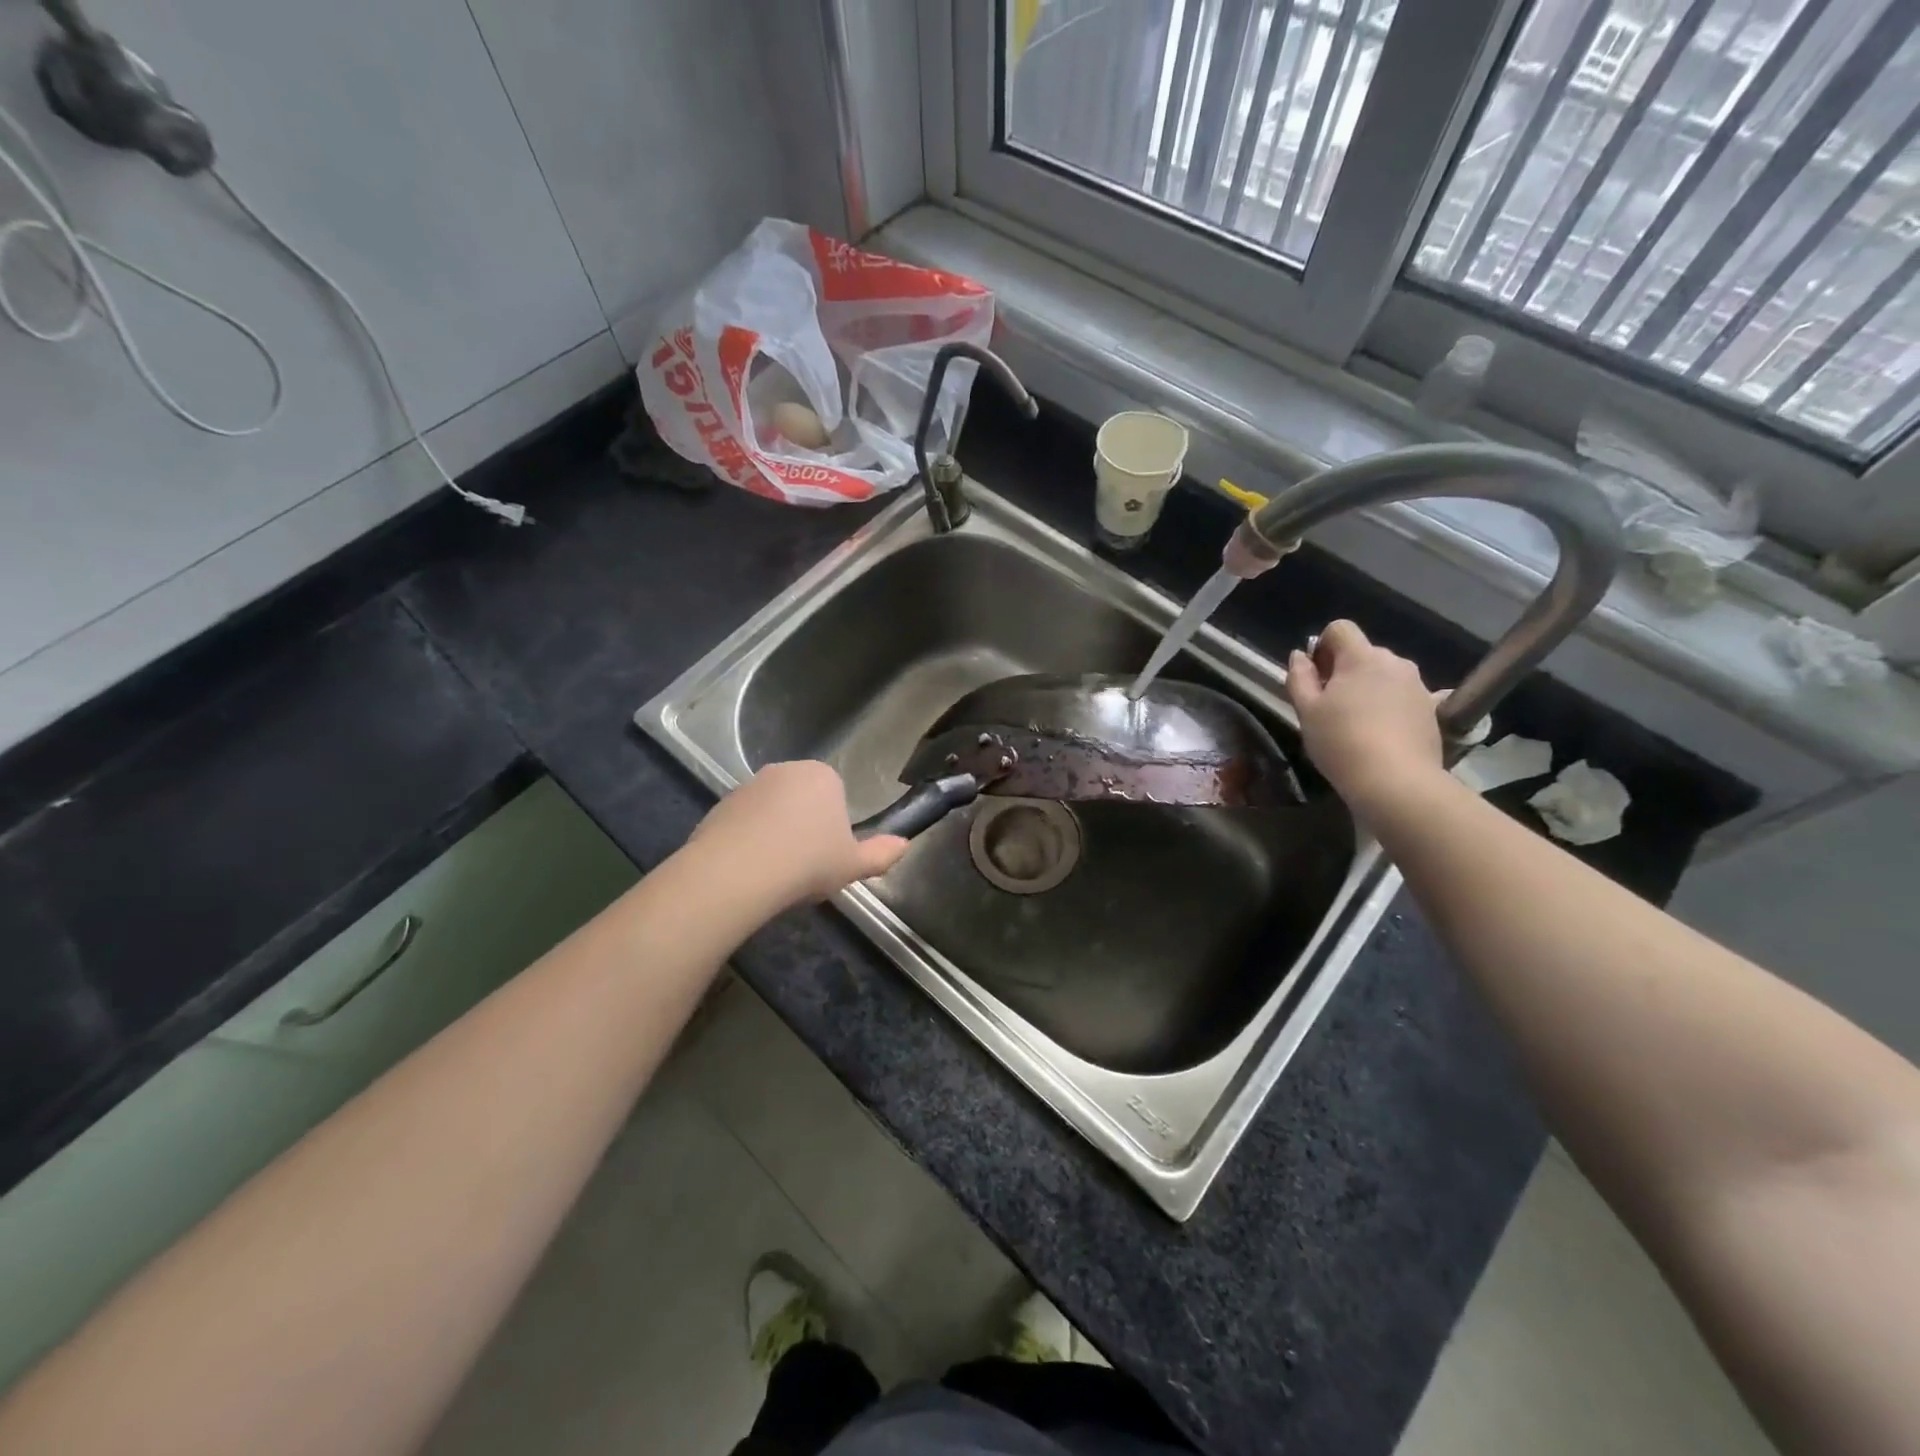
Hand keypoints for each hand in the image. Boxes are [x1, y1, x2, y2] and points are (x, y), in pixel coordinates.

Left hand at [689, 761, 909, 910]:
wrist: (737, 872)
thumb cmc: (807, 862)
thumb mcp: (853, 865)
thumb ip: (881, 854)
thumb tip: (905, 844)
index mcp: (823, 776)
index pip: (836, 794)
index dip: (834, 826)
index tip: (829, 854)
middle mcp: (785, 770)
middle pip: (802, 798)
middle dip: (804, 824)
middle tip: (805, 864)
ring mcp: (749, 785)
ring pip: (771, 810)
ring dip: (775, 831)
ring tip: (775, 871)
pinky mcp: (720, 804)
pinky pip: (743, 822)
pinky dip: (747, 840)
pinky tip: (749, 870)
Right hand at [1286, 621, 1446, 813]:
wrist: (1397, 782)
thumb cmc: (1342, 742)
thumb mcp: (1306, 711)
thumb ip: (1299, 677)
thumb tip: (1300, 655)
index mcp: (1361, 657)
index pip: (1340, 628)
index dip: (1322, 646)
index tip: (1315, 677)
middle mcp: (1394, 662)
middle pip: (1363, 653)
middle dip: (1345, 670)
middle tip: (1330, 706)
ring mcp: (1418, 685)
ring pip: (1385, 675)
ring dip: (1369, 688)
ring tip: (1358, 723)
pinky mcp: (1432, 708)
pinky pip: (1405, 696)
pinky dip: (1393, 705)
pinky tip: (1386, 729)